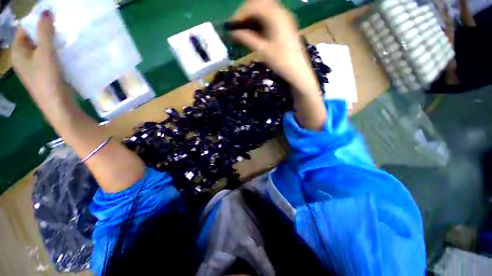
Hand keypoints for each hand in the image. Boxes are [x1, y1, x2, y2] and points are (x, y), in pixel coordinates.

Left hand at [11, 10, 67, 110]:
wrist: (58, 104)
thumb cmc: (47, 78)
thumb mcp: (45, 52)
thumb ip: (44, 31)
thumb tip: (46, 12)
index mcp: (18, 52)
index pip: (24, 30)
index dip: (36, 22)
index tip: (51, 18)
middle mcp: (24, 58)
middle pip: (33, 39)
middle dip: (46, 32)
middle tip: (60, 27)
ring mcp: (35, 67)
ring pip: (42, 48)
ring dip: (52, 43)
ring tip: (64, 39)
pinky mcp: (45, 73)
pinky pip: (49, 57)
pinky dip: (56, 53)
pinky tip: (65, 52)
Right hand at [230, 0, 318, 94]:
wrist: (298, 71)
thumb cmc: (281, 61)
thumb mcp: (262, 50)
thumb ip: (247, 39)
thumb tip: (232, 33)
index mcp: (275, 15)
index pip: (253, 6)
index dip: (240, 14)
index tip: (231, 25)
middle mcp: (281, 11)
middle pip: (259, 4)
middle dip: (246, 13)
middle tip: (237, 27)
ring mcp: (285, 18)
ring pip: (265, 10)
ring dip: (253, 17)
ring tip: (244, 30)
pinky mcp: (286, 25)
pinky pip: (271, 17)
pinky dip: (261, 21)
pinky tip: (256, 31)